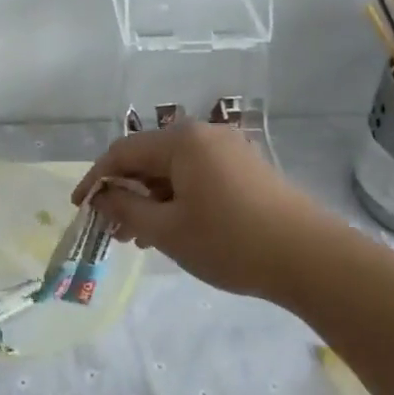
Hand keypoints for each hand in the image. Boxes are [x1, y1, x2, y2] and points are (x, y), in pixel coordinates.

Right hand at [72, 124, 343, 301]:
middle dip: (125, 192)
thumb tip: (103, 196)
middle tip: (112, 228)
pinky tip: (172, 229)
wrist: (313, 260)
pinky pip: (196, 177)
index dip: (96, 179)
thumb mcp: (168, 230)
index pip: (122, 152)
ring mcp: (228, 150)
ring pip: (172, 170)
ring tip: (139, 236)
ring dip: (150, 199)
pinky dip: (176, 199)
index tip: (80, 207)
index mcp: (181, 141)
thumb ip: (127, 208)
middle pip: (148, 158)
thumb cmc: (231, 242)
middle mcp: (203, 135)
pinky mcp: (246, 169)